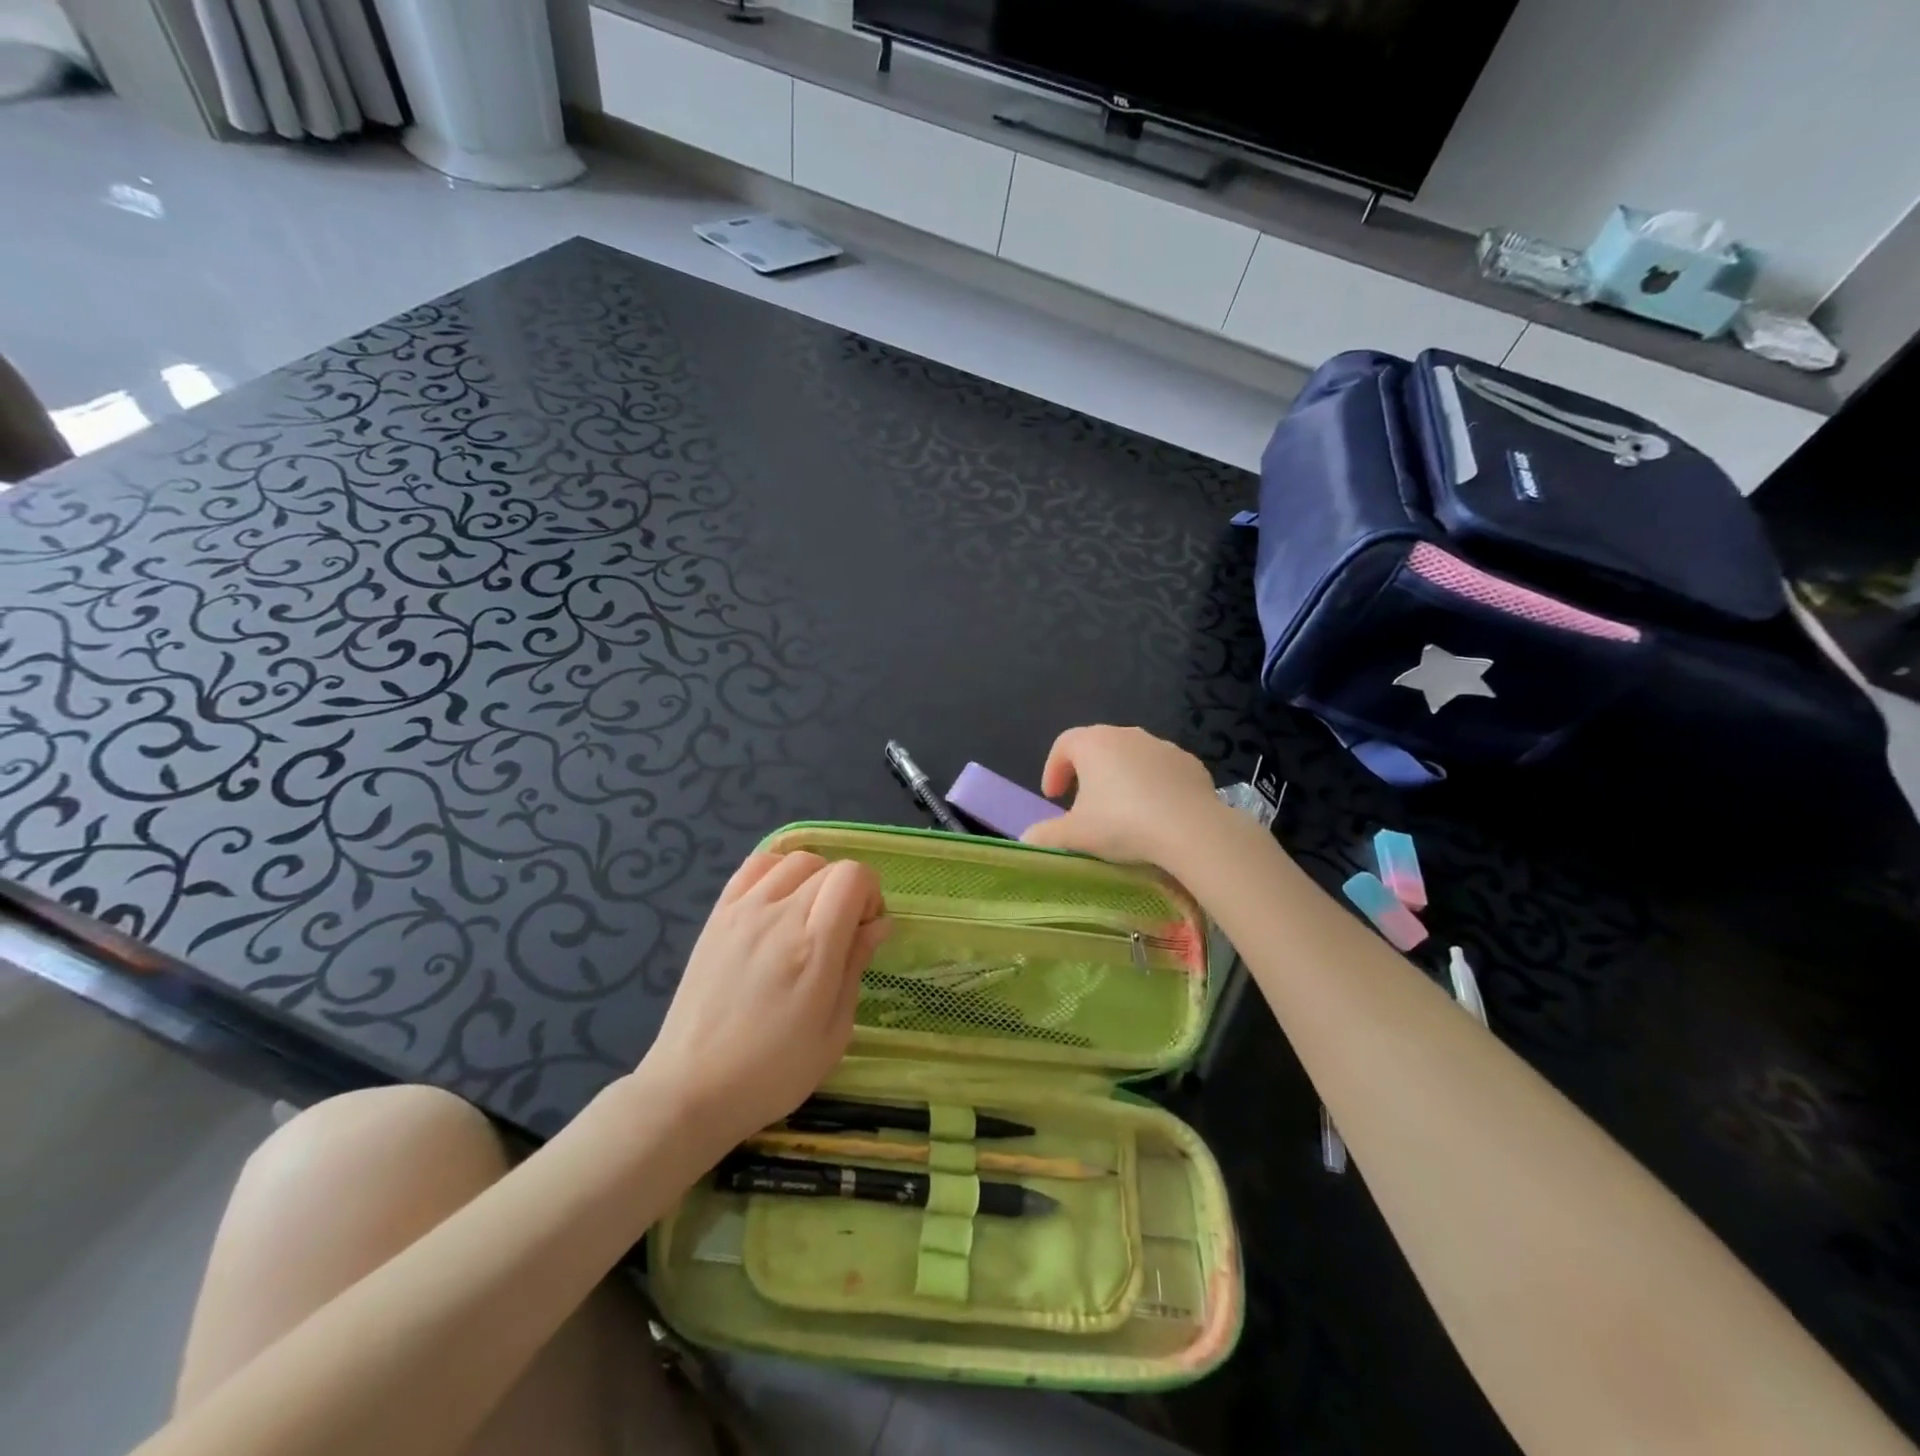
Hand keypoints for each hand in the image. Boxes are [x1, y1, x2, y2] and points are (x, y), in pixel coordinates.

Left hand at [640, 851, 889, 1152]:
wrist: (691, 1089)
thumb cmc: (774, 1071)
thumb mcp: (835, 1031)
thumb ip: (856, 965)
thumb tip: (877, 923)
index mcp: (814, 946)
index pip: (853, 876)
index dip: (870, 894)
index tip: (866, 930)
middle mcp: (778, 915)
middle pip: (828, 866)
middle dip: (848, 891)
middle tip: (843, 933)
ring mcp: (743, 911)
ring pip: (794, 860)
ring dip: (815, 879)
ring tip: (810, 917)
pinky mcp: (718, 916)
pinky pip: (755, 867)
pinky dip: (777, 872)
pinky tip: (778, 903)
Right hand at [1020, 725, 1222, 866]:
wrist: (1190, 830)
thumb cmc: (1122, 824)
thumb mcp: (1075, 835)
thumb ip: (1045, 835)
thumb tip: (1027, 839)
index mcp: (1093, 743)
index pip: (1063, 745)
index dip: (1053, 769)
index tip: (1053, 797)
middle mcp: (1127, 734)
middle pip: (1098, 747)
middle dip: (1086, 773)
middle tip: (1083, 804)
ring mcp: (1162, 746)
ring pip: (1132, 757)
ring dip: (1121, 778)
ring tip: (1121, 811)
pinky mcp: (1190, 763)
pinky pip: (1162, 770)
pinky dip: (1153, 785)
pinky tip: (1156, 813)